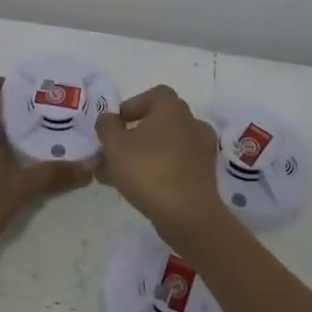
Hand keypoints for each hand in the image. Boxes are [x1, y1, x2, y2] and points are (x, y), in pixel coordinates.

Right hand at [95, 85, 227, 248]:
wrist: (189, 216)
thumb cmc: (149, 170)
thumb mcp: (114, 145)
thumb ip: (106, 126)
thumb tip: (109, 119)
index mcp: (172, 108)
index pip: (153, 95)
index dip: (132, 107)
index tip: (116, 126)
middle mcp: (191, 123)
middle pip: (158, 122)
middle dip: (134, 136)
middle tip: (114, 153)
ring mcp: (202, 150)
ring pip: (166, 146)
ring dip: (144, 155)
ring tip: (119, 176)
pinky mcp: (205, 176)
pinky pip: (176, 165)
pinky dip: (159, 171)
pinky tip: (139, 189)